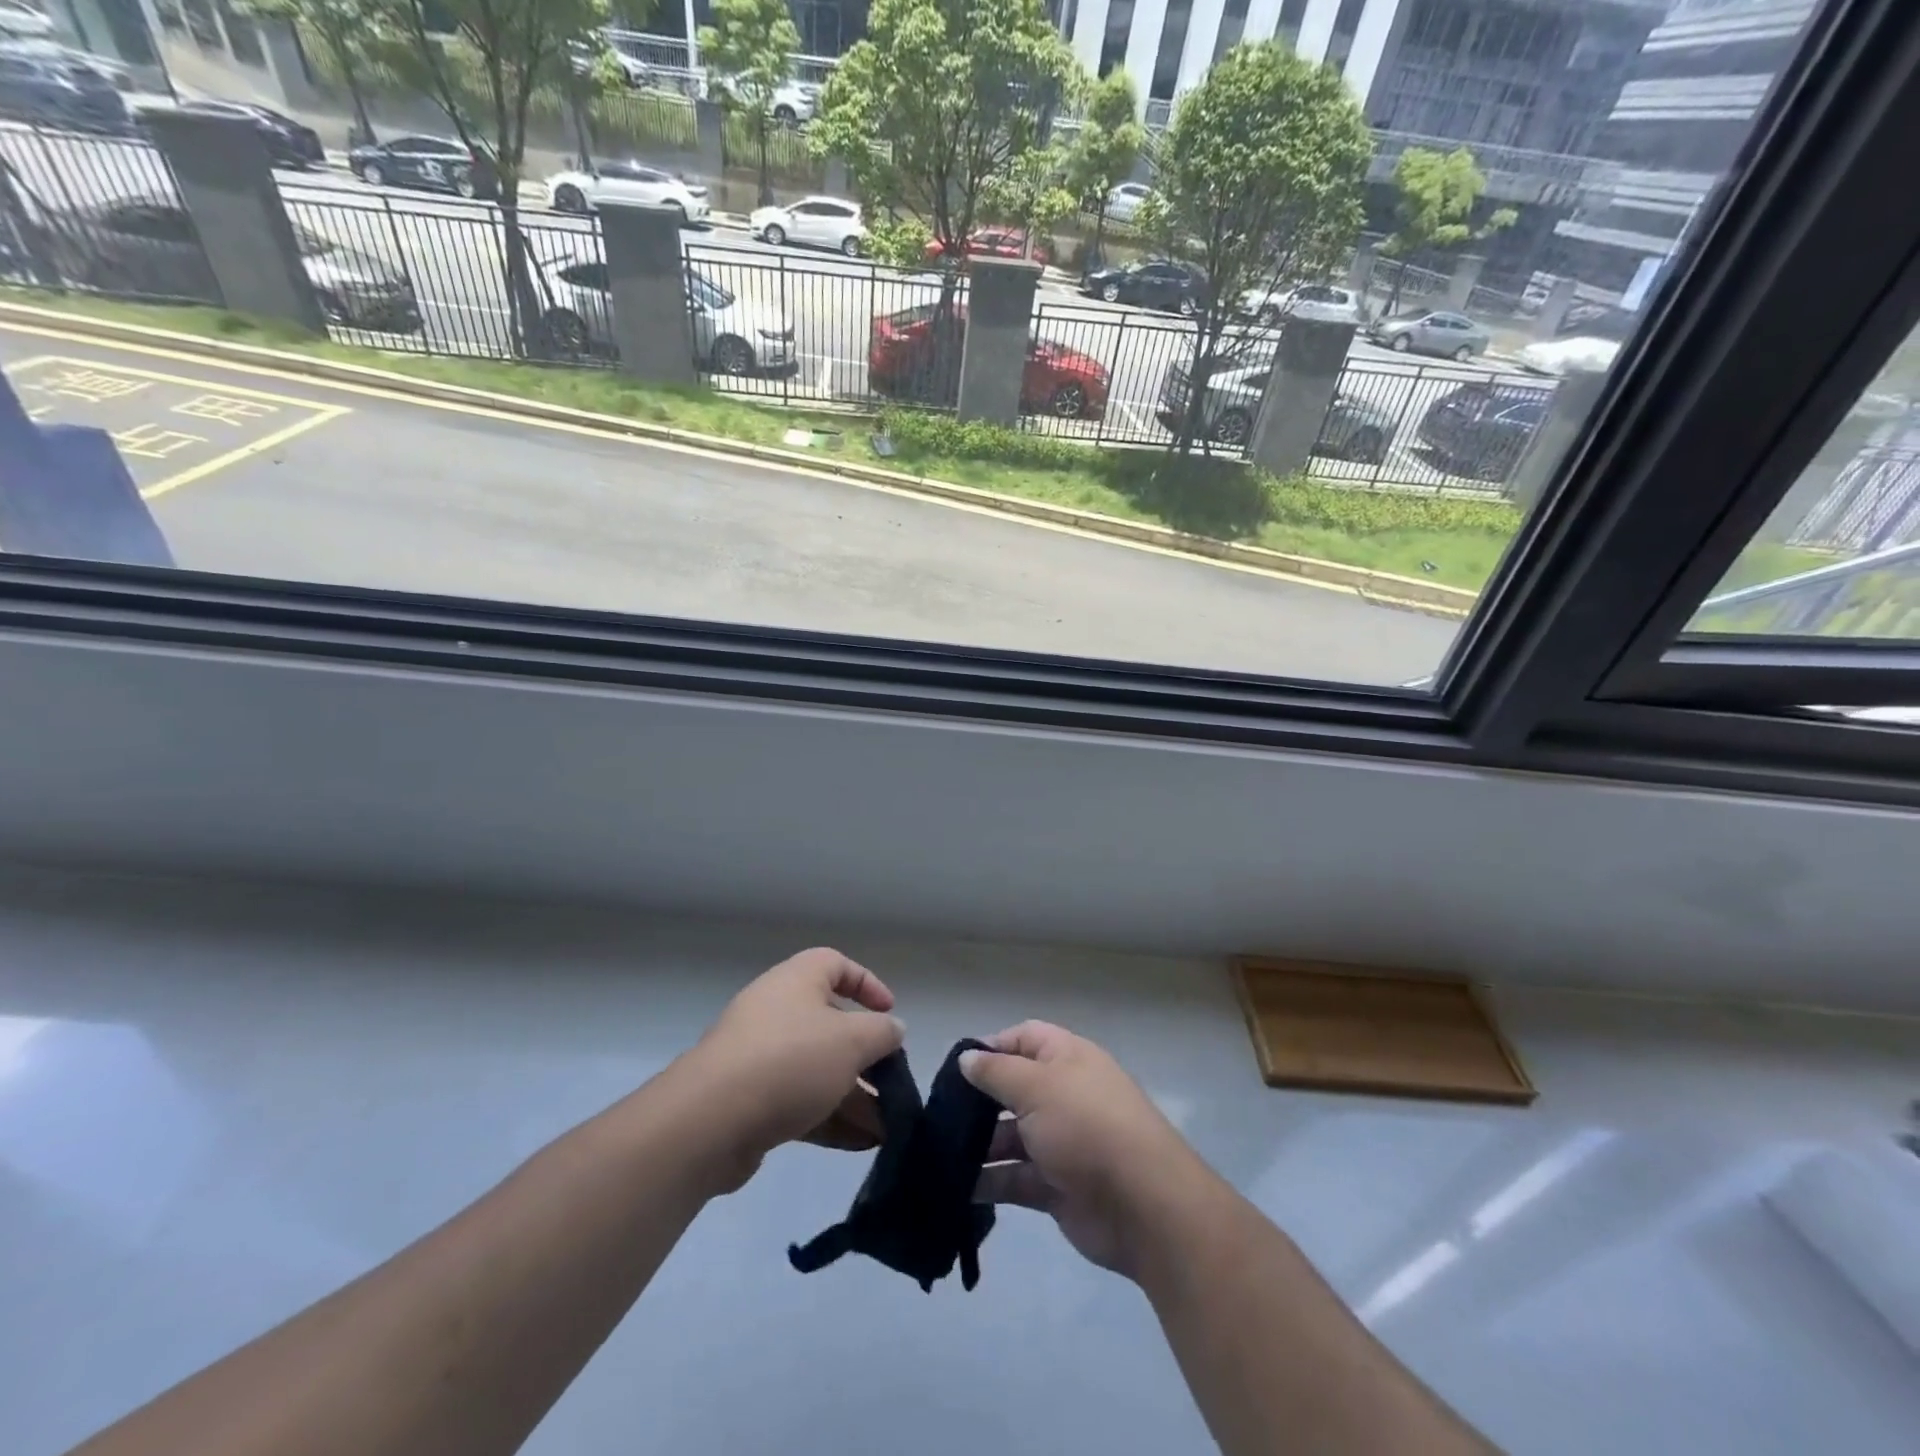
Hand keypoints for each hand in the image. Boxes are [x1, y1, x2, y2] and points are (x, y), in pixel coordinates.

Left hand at [680, 948, 904, 1189]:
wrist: (709, 1121)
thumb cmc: (790, 1060)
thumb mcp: (851, 1041)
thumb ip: (881, 1033)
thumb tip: (893, 1029)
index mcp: (797, 981)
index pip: (835, 964)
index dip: (867, 983)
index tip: (889, 1012)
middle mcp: (776, 1011)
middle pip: (830, 1025)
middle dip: (865, 1056)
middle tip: (892, 1081)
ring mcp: (759, 1057)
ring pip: (816, 1069)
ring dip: (853, 1095)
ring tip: (887, 1127)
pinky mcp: (749, 1100)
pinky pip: (798, 1102)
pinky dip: (829, 1117)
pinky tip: (861, 1144)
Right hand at [963, 1021, 1204, 1277]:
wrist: (1143, 1205)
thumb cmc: (1086, 1126)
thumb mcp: (1036, 1086)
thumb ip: (997, 1072)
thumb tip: (967, 1058)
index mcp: (1067, 1059)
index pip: (1024, 1038)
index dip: (991, 1047)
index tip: (956, 1067)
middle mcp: (1064, 1095)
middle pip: (1014, 1089)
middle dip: (979, 1101)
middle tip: (939, 1114)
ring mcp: (1062, 1143)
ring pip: (1011, 1137)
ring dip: (978, 1146)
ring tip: (939, 1155)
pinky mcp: (1057, 1186)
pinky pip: (1016, 1179)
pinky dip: (989, 1183)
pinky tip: (955, 1188)